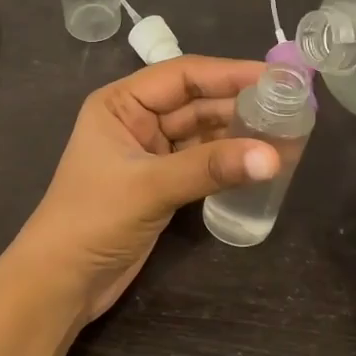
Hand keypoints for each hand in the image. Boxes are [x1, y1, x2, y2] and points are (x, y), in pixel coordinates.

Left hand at [11, 56, 280, 322]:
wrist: (62, 281)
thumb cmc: (92, 220)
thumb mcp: (150, 187)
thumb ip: (210, 168)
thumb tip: (273, 157)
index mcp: (120, 103)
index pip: (183, 75)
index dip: (231, 74)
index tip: (279, 77)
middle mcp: (136, 120)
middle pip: (197, 103)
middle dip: (241, 106)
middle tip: (294, 109)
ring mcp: (150, 154)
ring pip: (203, 134)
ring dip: (239, 135)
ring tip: (288, 135)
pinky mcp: (161, 184)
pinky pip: (202, 162)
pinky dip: (229, 162)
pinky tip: (261, 162)